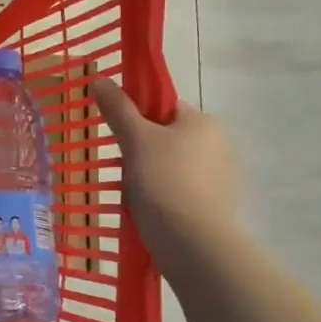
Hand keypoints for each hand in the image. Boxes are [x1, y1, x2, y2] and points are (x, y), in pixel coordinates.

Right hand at [91, 80, 237, 258]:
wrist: (192, 242)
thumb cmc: (163, 181)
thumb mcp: (135, 139)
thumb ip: (118, 108)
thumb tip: (100, 79)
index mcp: (202, 122)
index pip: (164, 106)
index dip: (137, 114)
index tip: (117, 132)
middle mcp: (218, 145)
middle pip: (167, 136)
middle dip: (141, 148)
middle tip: (119, 163)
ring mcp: (219, 177)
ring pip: (171, 165)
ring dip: (149, 173)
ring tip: (129, 191)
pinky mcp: (214, 205)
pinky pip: (179, 190)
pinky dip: (161, 195)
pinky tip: (146, 208)